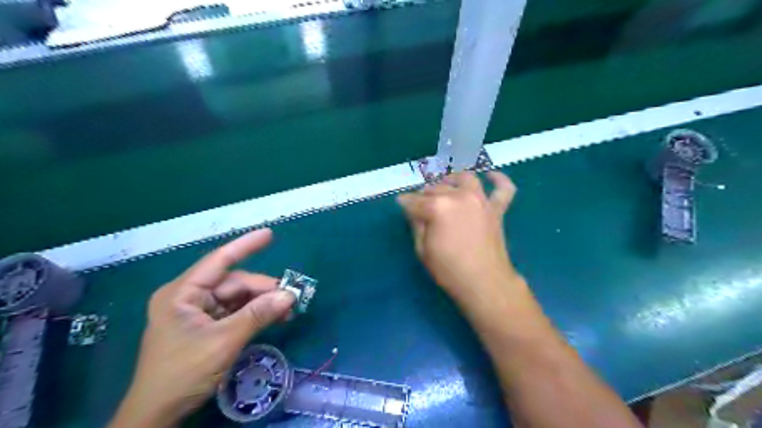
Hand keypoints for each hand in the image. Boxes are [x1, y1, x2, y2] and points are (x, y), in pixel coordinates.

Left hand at [111, 230, 293, 427]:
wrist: (158, 414)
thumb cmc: (183, 373)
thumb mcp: (224, 341)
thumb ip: (258, 314)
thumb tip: (290, 295)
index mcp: (182, 293)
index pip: (219, 261)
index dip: (245, 246)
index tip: (270, 234)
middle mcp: (189, 297)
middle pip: (234, 283)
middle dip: (263, 289)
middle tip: (291, 298)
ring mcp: (198, 312)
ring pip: (238, 298)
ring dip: (263, 303)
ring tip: (288, 311)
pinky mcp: (206, 326)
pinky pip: (236, 312)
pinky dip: (255, 314)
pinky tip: (275, 318)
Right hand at [396, 171, 521, 304]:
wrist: (484, 283)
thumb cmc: (448, 270)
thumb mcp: (422, 249)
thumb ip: (416, 223)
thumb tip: (413, 208)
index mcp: (437, 206)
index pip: (415, 200)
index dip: (405, 202)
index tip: (400, 203)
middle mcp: (459, 196)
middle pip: (436, 188)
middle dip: (424, 193)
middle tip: (420, 203)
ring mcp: (480, 200)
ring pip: (464, 179)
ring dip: (452, 179)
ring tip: (445, 186)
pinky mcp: (496, 209)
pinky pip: (503, 188)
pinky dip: (498, 179)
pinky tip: (490, 175)